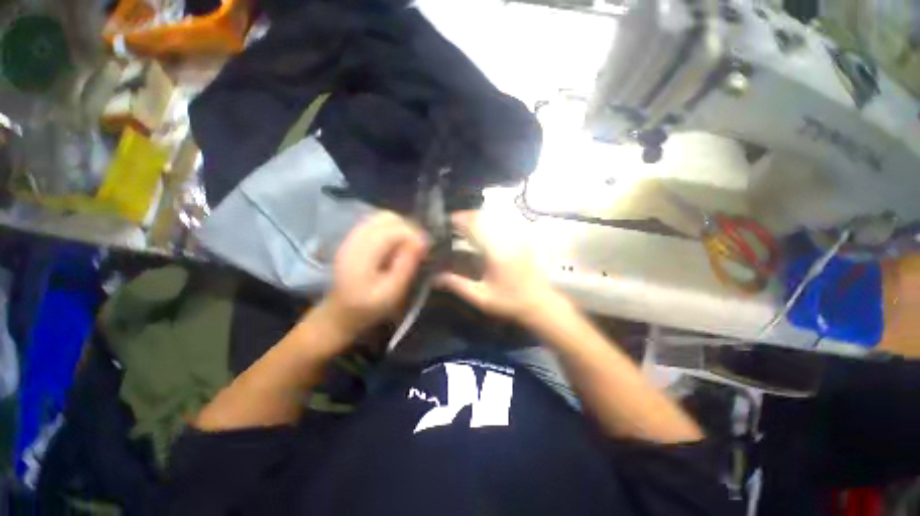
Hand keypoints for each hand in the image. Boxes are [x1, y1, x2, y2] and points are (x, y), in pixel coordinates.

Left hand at [322, 211, 426, 337]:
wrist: (340, 313)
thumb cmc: (367, 308)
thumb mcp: (391, 292)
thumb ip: (406, 266)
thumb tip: (422, 242)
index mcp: (363, 253)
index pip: (395, 229)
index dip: (415, 236)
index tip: (425, 251)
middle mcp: (356, 238)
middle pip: (388, 218)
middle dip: (408, 229)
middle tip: (417, 248)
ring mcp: (353, 236)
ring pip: (383, 218)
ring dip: (401, 228)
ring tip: (408, 247)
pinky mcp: (354, 239)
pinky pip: (377, 224)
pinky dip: (391, 230)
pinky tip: (395, 246)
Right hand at [436, 211, 562, 323]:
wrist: (540, 304)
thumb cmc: (510, 302)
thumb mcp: (481, 298)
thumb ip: (458, 285)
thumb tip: (435, 277)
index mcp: (495, 252)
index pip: (475, 226)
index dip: (459, 219)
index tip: (446, 221)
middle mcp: (507, 240)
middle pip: (484, 217)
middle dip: (467, 216)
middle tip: (453, 222)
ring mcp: (517, 238)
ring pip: (495, 217)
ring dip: (478, 217)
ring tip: (466, 225)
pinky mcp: (523, 240)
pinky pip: (505, 223)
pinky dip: (491, 222)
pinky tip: (484, 229)